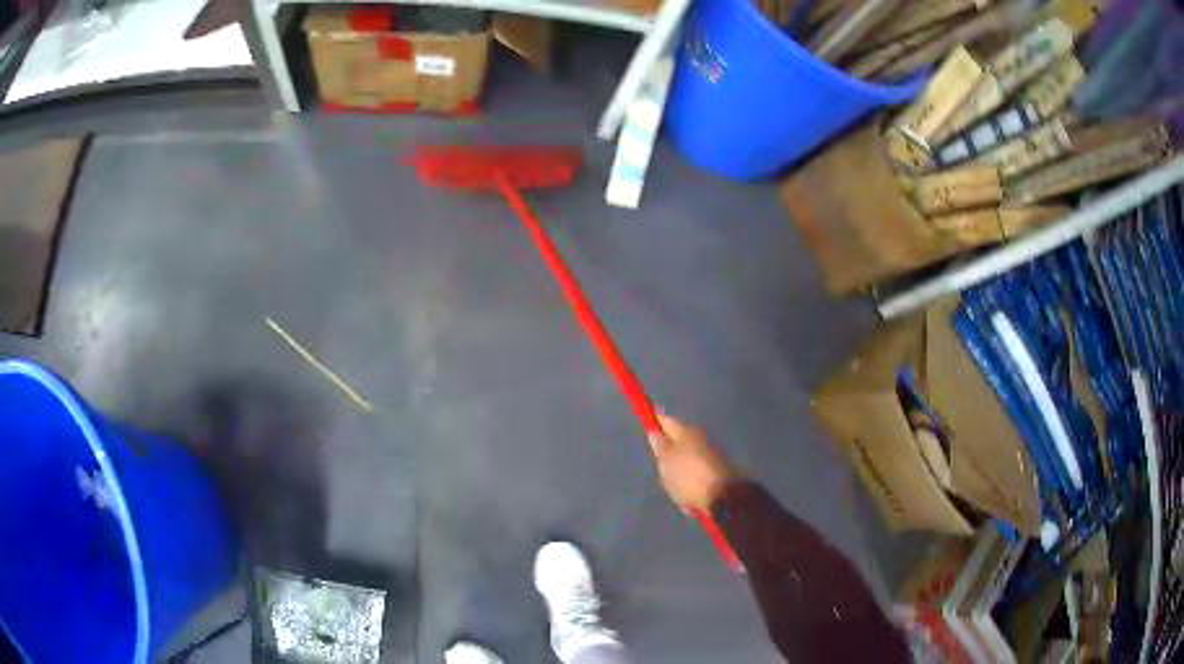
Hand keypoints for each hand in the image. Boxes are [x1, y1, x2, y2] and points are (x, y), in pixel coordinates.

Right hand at [647, 413, 740, 512]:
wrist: (722, 497)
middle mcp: (700, 439)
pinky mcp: (717, 474)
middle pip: (678, 441)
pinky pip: (696, 475)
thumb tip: (654, 430)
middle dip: (668, 450)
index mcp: (687, 431)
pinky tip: (685, 495)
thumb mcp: (666, 460)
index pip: (666, 421)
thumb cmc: (688, 475)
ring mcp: (711, 456)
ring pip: (687, 459)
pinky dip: (689, 483)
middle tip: (658, 463)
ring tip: (671, 484)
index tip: (646, 425)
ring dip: (679, 469)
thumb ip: (659, 444)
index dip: (655, 422)